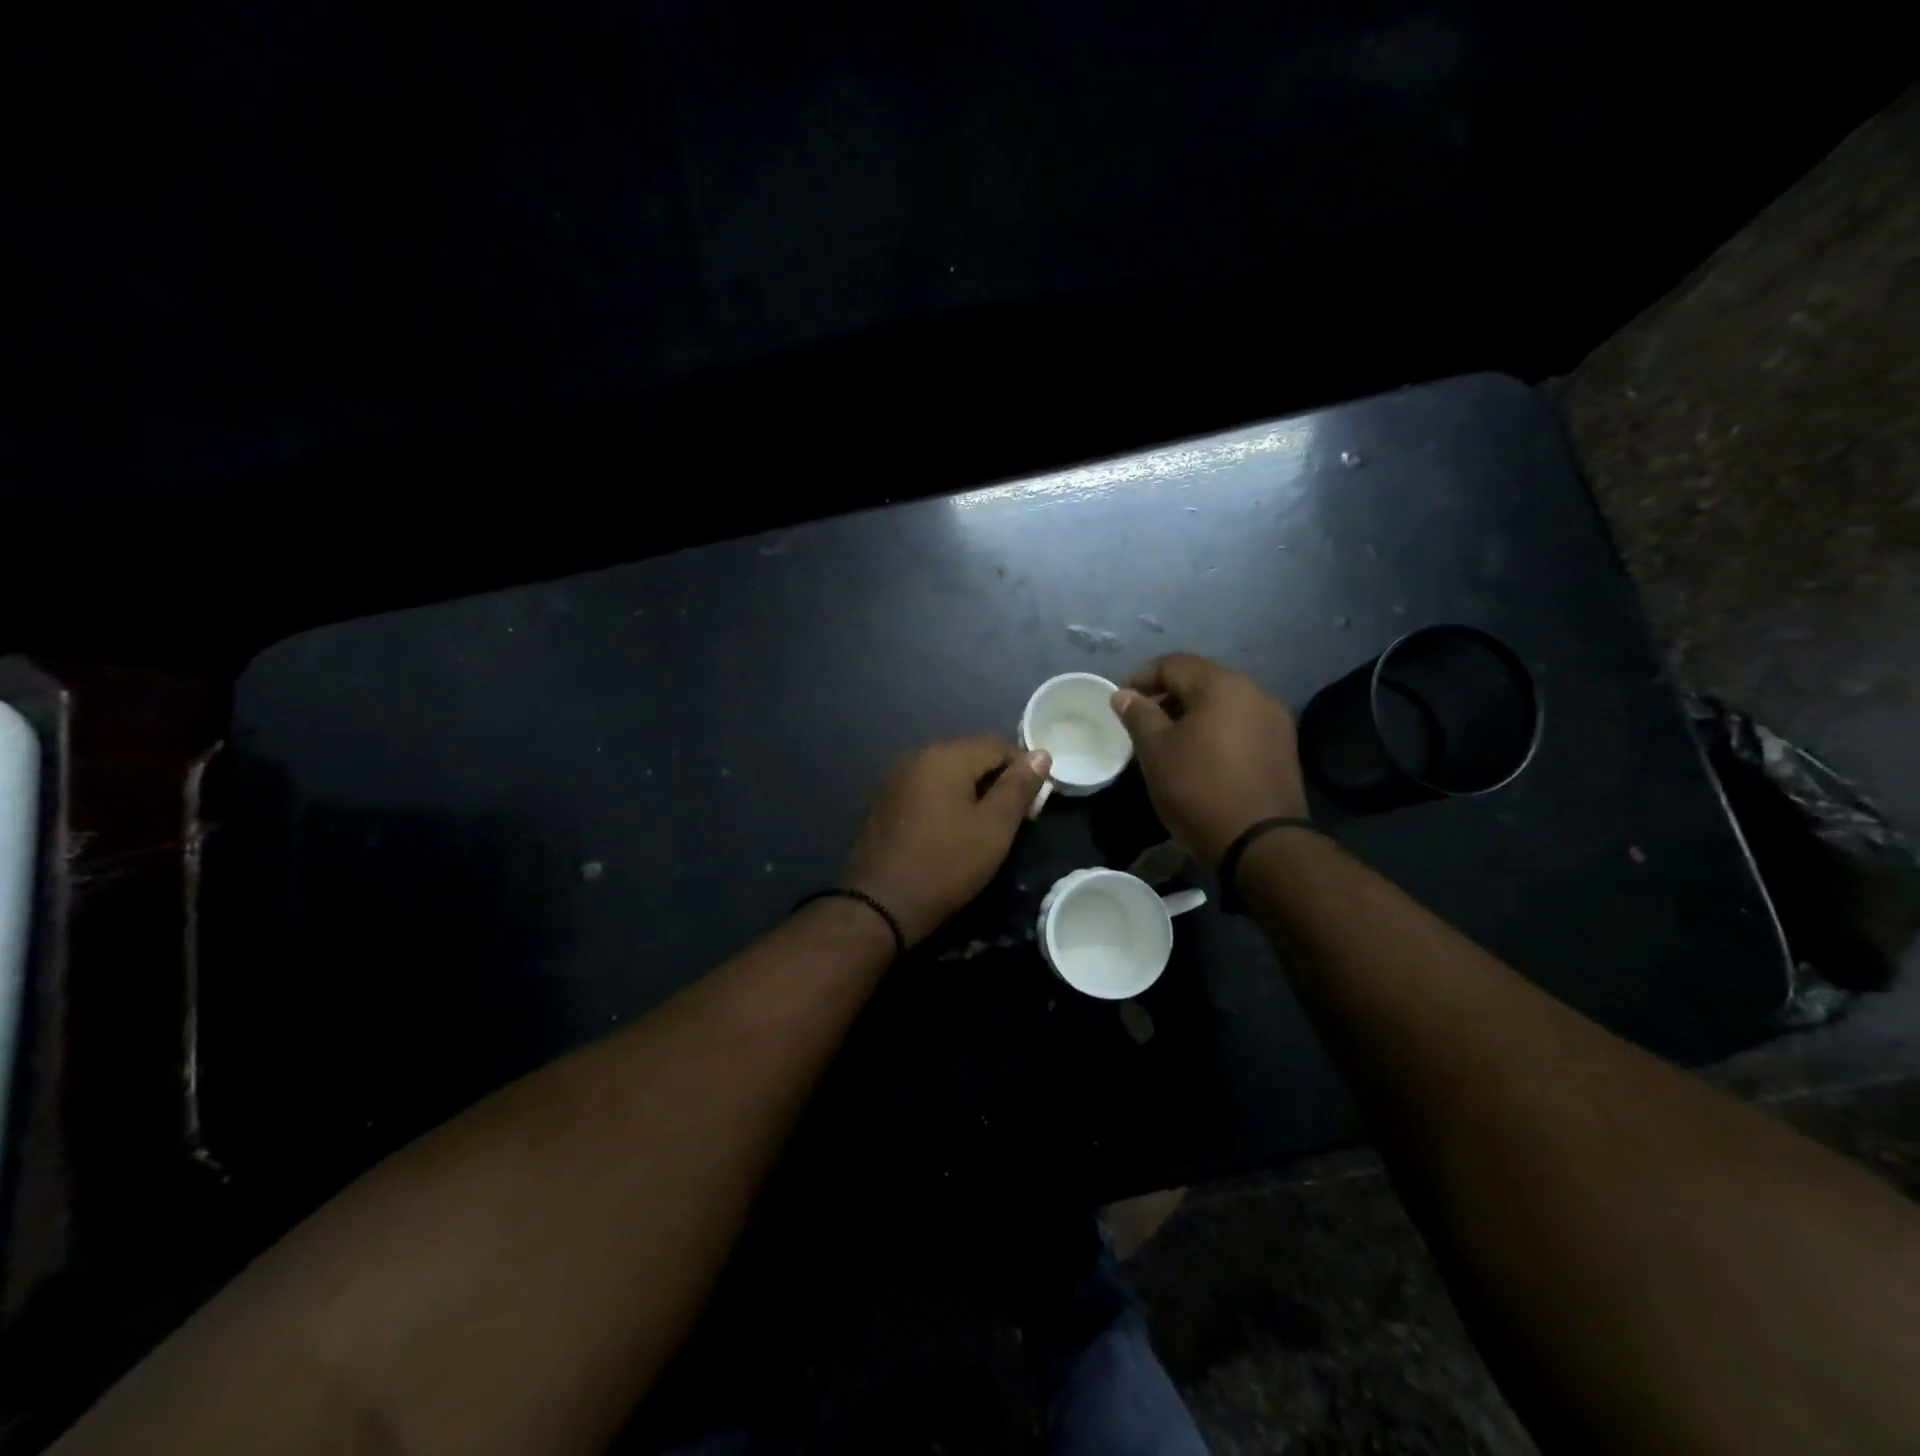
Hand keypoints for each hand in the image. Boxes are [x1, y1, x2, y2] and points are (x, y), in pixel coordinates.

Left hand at [839, 737, 1050, 947]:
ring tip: (982, 826)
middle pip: (970, 754)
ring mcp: (895, 777)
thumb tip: (1041, 754)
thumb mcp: (994, 828)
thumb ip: (1019, 787)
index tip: (1031, 805)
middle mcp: (917, 755)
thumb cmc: (946, 864)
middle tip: (1011, 819)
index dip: (1022, 769)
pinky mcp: (884, 799)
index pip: (997, 744)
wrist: (881, 903)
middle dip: (995, 779)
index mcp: (945, 756)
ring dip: (970, 789)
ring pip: (946, 771)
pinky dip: (944, 799)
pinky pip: (925, 787)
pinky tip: (949, 829)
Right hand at [1110, 654, 1307, 867]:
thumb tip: (1124, 694)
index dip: (1141, 678)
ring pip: (1222, 704)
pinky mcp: (1282, 748)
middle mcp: (1254, 693)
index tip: (1120, 703)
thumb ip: (1138, 715)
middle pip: (1201, 680)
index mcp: (1221, 686)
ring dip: (1191, 715)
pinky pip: (1239, 726)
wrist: (1261, 843)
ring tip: (1168, 743)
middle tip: (1141, 723)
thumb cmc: (1199, 789)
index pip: (1173, 664)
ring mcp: (1274, 720)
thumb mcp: (1156, 752)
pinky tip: (1200, 758)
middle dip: (1166, 696)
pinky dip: (1215, 732)